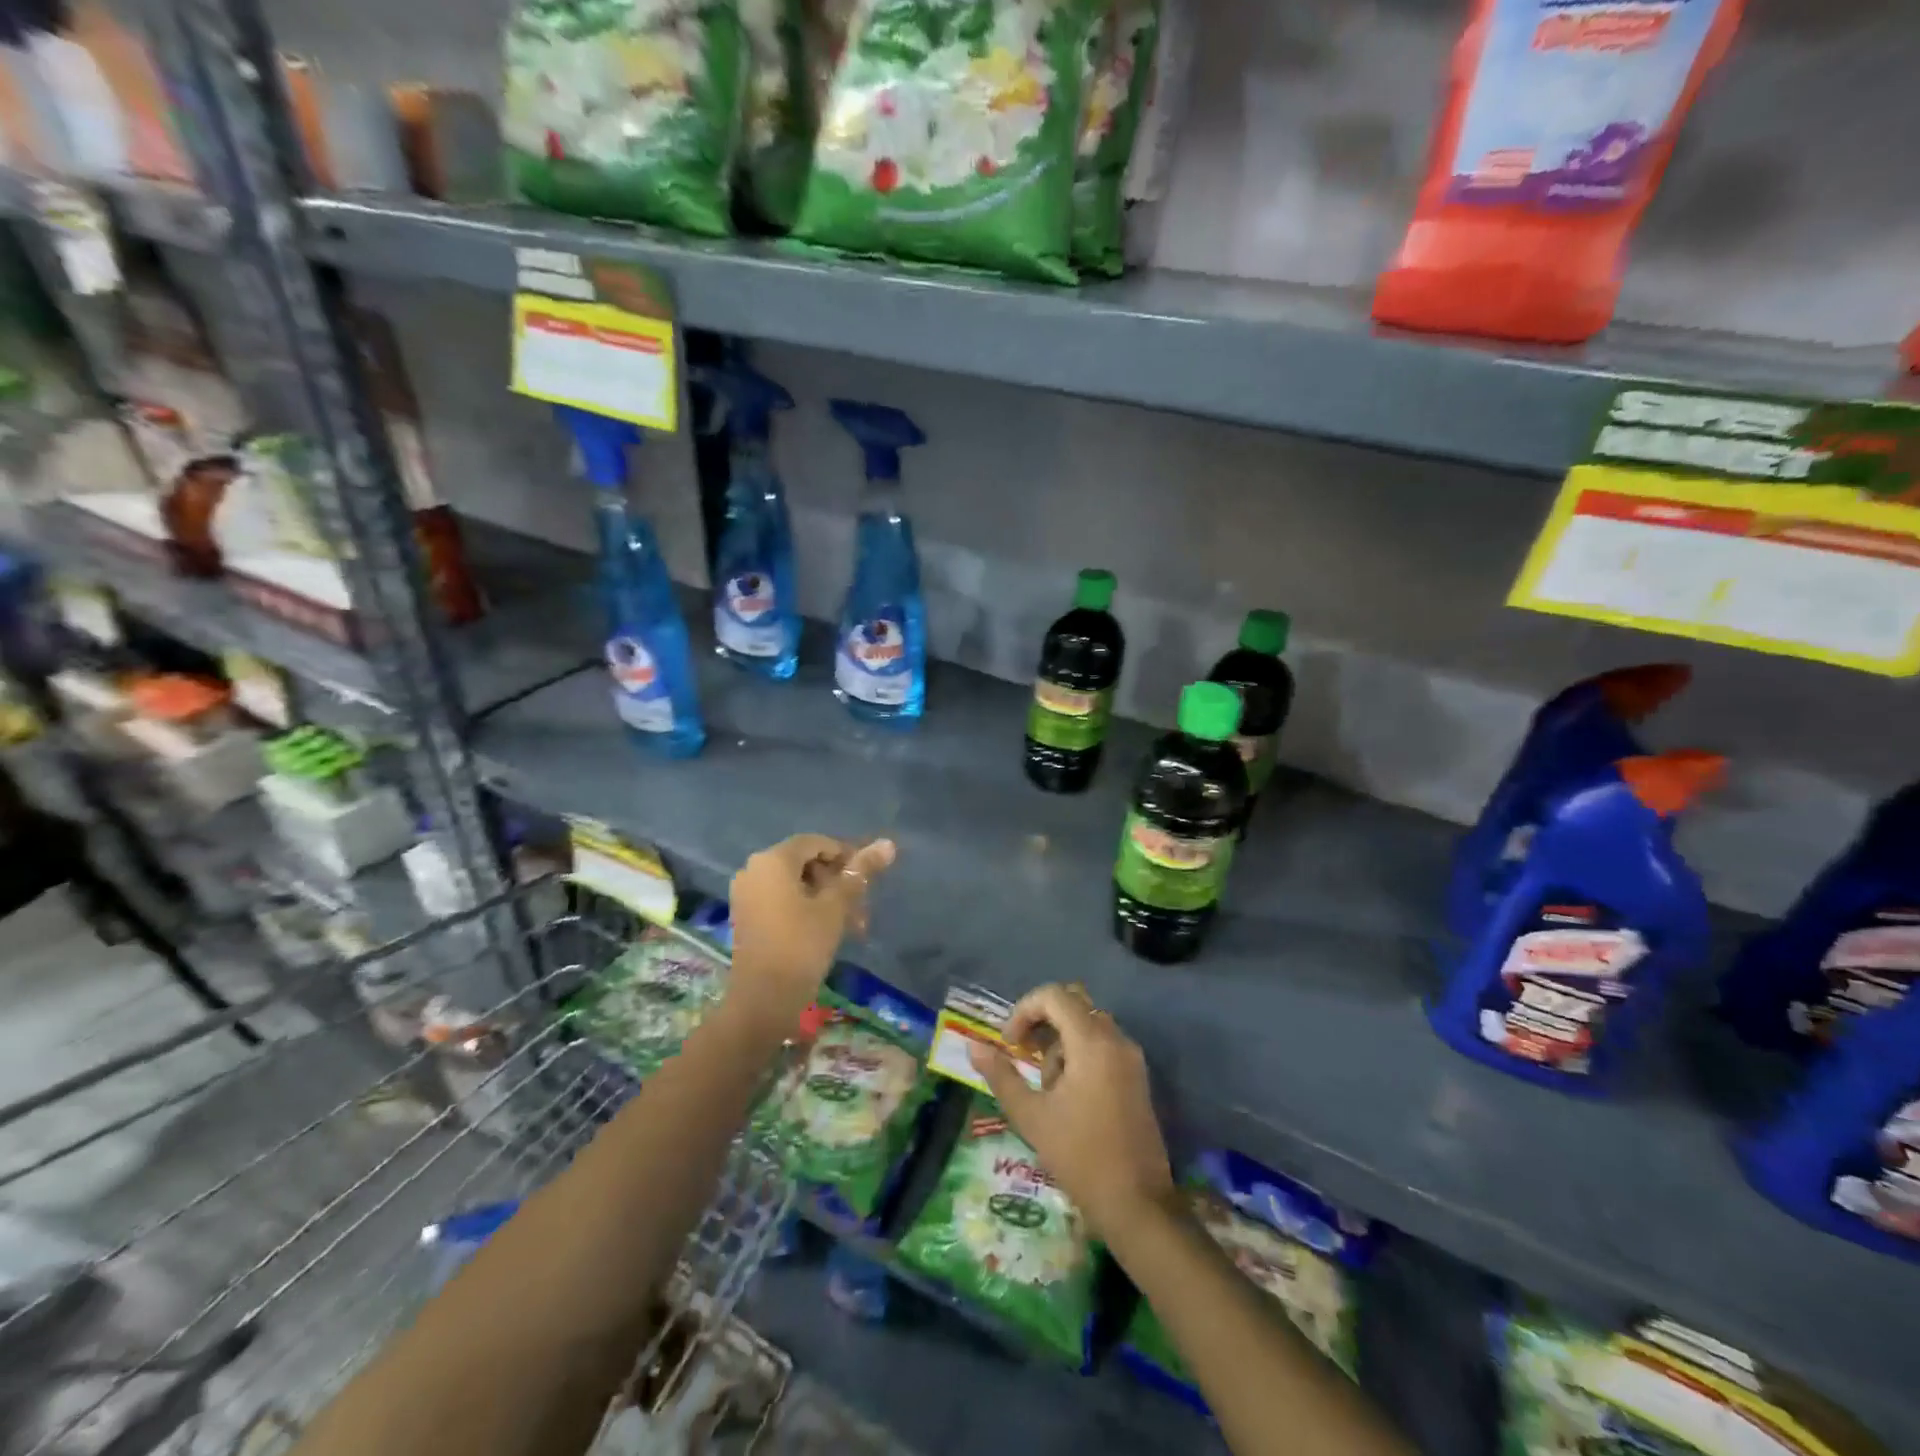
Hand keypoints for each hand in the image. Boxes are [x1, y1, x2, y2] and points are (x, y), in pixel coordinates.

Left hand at [728, 834, 894, 1024]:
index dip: (846, 856)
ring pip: (796, 885)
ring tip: (852, 926)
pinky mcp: (746, 917)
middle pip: (805, 863)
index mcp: (772, 859)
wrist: (763, 1001)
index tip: (867, 879)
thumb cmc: (802, 945)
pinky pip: (781, 900)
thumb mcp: (836, 906)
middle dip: (837, 881)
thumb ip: (860, 872)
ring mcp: (746, 894)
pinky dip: (806, 909)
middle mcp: (754, 869)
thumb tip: (888, 843)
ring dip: (826, 899)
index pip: (816, 843)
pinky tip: (828, 931)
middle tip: (861, 907)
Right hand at [968, 983, 1173, 1241]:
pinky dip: (1079, 1054)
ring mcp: (1131, 1057)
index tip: (1009, 1044)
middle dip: (1042, 1022)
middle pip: (1073, 1004)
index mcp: (1092, 1042)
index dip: (1024, 1010)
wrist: (1137, 1204)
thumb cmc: (1079, 1156)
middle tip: (1023, 1054)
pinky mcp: (1137, 1076)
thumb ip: (1001, 1075)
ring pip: (1087, 1025)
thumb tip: (973, 1046)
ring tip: (1046, 1087)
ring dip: (1060, 1042)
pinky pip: (1103, 1044)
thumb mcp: (1031, 1116)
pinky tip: (1067, 1094)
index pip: (1054, 996)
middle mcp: (1116, 1039)